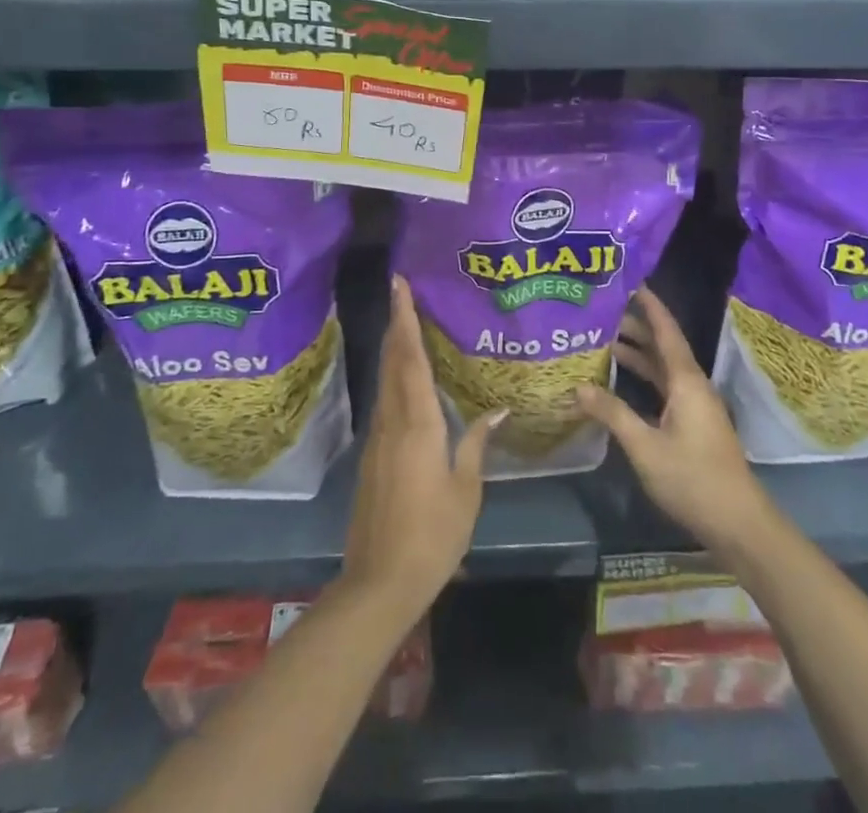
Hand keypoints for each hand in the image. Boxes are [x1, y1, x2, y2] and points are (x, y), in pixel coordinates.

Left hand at [341, 276, 502, 614]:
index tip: (399, 286)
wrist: (380, 582)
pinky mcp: (372, 456)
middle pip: (393, 362)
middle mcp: (392, 421)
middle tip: (402, 291)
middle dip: (396, 323)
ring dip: (394, 349)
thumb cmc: (433, 535)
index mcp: (418, 424)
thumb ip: (475, 444)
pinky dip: (394, 378)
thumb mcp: (466, 490)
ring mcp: (377, 438)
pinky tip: (406, 379)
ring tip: (407, 324)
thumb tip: (495, 409)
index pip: (411, 358)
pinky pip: (385, 402)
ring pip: (385, 381)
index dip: (405, 319)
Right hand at [576, 287, 776, 556]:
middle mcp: (692, 386)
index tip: (633, 282)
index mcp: (686, 381)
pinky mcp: (693, 424)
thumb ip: (612, 414)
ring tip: (607, 339)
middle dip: (638, 327)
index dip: (650, 306)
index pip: (666, 332)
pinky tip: (622, 381)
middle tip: (605, 310)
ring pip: (664, 369)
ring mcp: (694, 406)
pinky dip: (645, 378)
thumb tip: (578, 387)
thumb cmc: (692, 478)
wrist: (737, 523)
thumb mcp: (645, 446)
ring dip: (639, 354)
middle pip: (664, 347)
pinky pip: (665, 388)